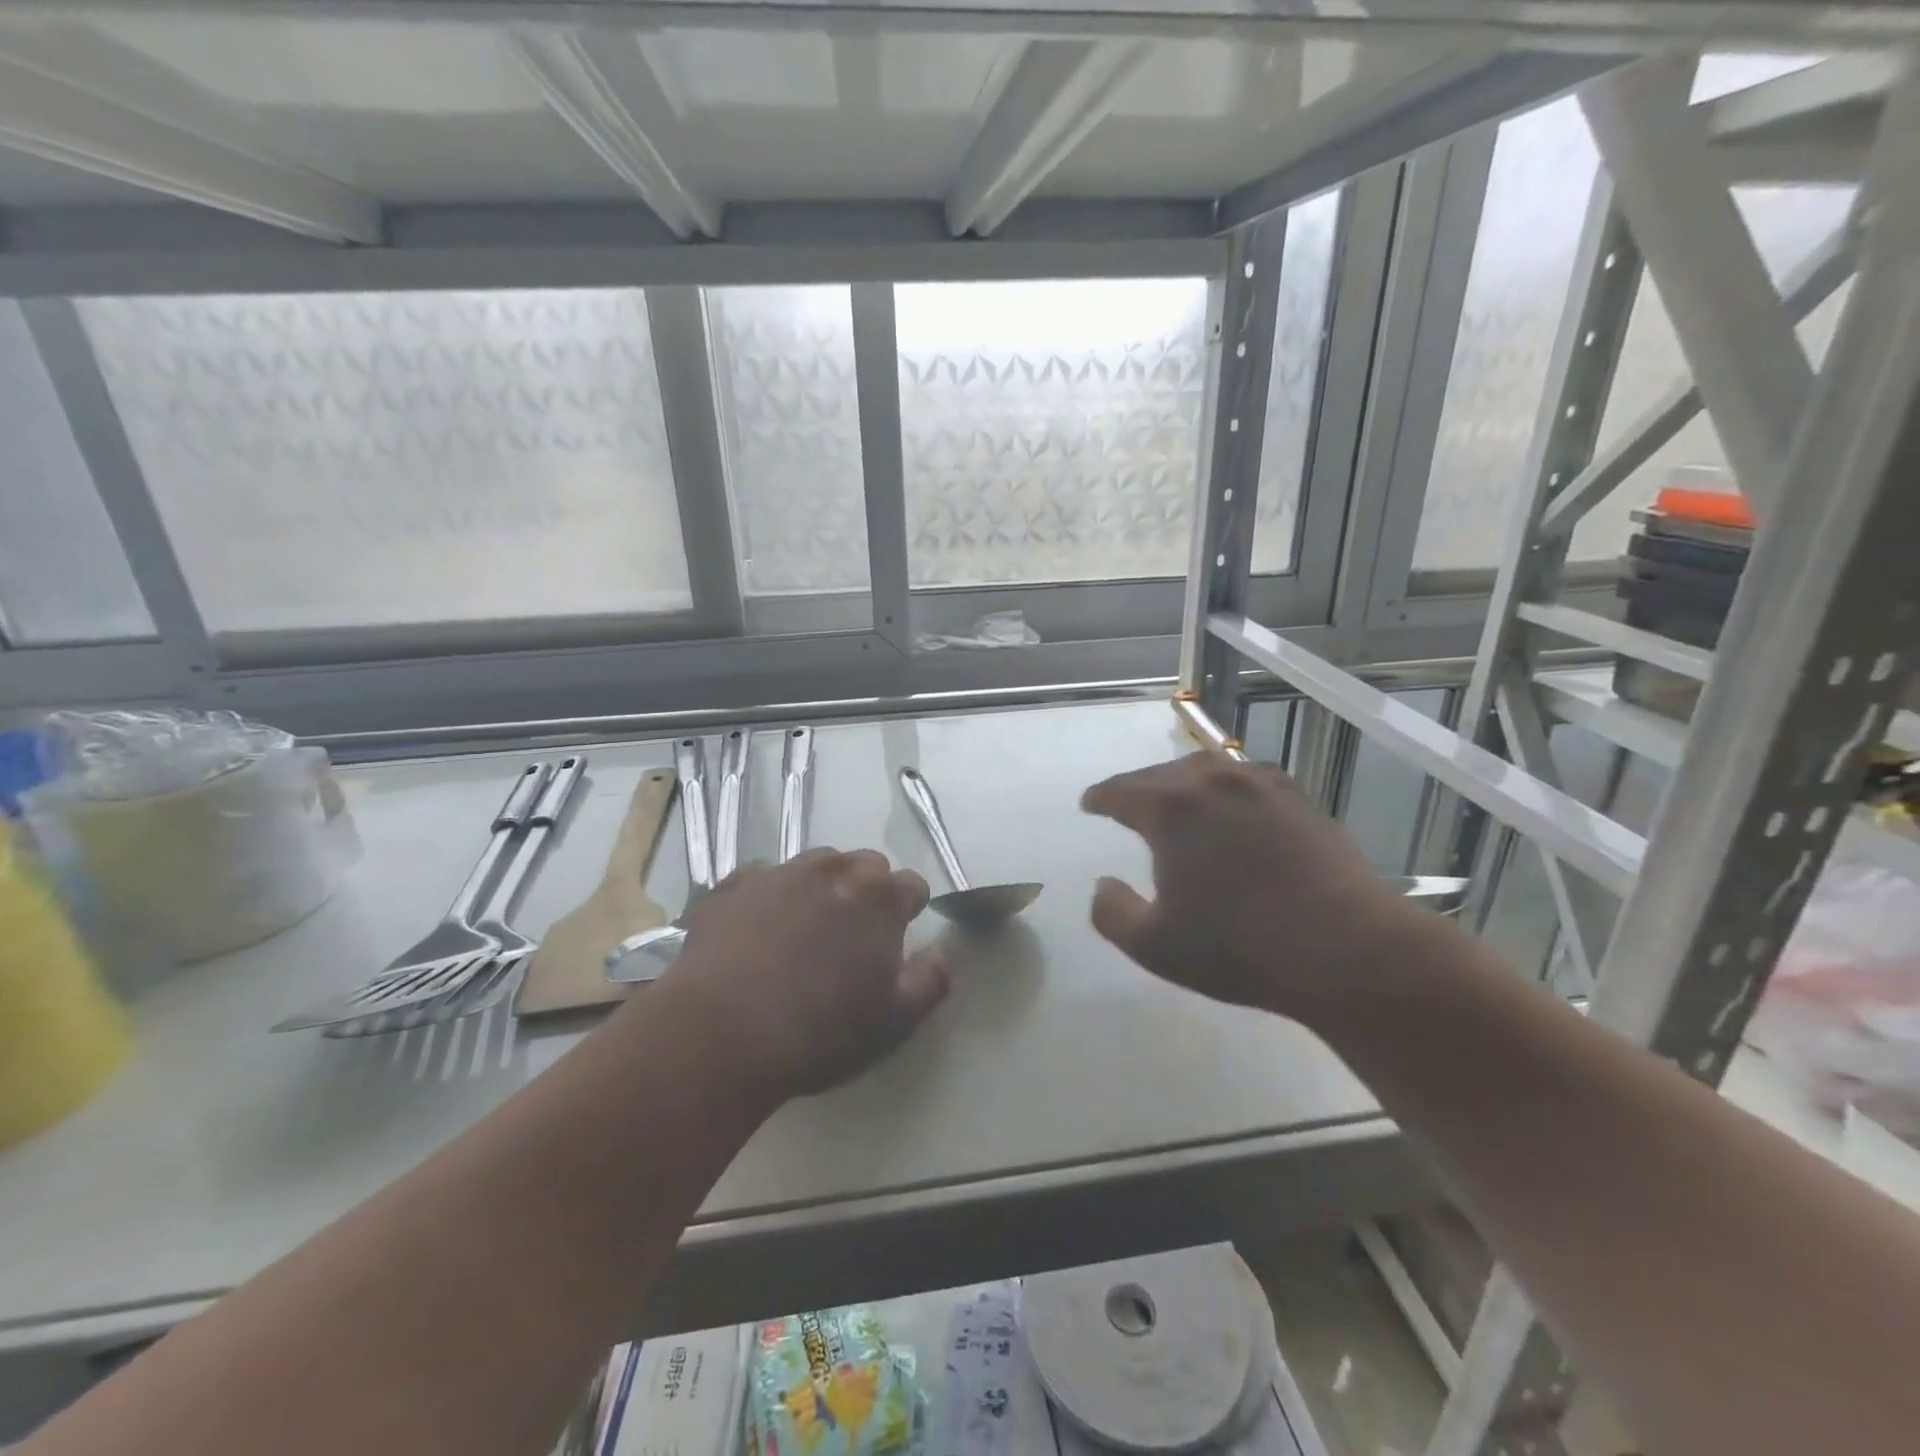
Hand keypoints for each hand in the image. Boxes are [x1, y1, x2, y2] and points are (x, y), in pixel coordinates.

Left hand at [655, 848, 949, 1100]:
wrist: (719, 1035)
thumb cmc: (819, 1033)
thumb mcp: (894, 1022)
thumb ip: (931, 981)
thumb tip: (943, 953)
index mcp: (879, 899)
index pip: (912, 886)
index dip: (909, 911)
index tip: (897, 940)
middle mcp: (833, 871)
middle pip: (865, 865)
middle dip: (868, 891)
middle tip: (852, 935)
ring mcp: (779, 873)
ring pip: (816, 864)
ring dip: (822, 886)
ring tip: (805, 928)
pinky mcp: (732, 885)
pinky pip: (762, 877)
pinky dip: (770, 894)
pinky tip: (757, 929)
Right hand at [1081, 754, 1422, 1023]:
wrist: (1346, 948)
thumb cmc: (1238, 947)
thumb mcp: (1153, 945)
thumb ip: (1112, 912)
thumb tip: (1102, 885)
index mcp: (1170, 808)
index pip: (1120, 791)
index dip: (1100, 797)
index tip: (1089, 803)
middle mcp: (1212, 781)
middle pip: (1162, 773)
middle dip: (1138, 787)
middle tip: (1127, 804)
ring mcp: (1260, 784)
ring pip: (1207, 769)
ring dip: (1182, 782)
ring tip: (1177, 801)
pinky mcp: (1298, 798)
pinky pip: (1246, 780)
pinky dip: (1225, 788)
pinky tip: (1231, 808)